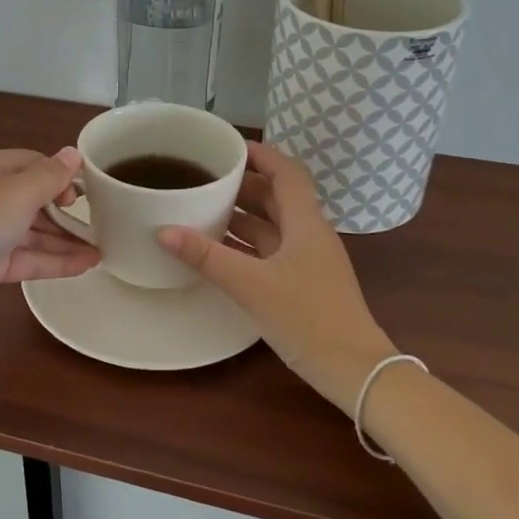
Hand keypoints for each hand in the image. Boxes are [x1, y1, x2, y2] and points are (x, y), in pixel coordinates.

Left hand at [0, 148, 99, 327]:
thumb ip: (49, 176)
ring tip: (103, 249)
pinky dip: (54, 261)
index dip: (62, 176)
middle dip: (67, 212)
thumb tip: (74, 153)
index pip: (35, 164)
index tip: (86, 195)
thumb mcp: (15, 195)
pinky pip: (28, 259)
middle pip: (36, 199)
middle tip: (103, 225)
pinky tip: (85, 266)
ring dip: (66, 240)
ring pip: (34, 232)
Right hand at [158, 141, 393, 412]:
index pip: (286, 172)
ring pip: (273, 225)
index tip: (227, 147)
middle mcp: (310, 234)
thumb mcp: (251, 285)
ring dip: (243, 214)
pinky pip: (271, 250)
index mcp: (305, 222)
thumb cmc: (307, 317)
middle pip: (277, 196)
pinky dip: (246, 243)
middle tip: (205, 176)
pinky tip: (218, 249)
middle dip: (243, 183)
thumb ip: (207, 256)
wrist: (354, 371)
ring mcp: (309, 260)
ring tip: (203, 207)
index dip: (261, 154)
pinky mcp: (304, 283)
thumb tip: (163, 230)